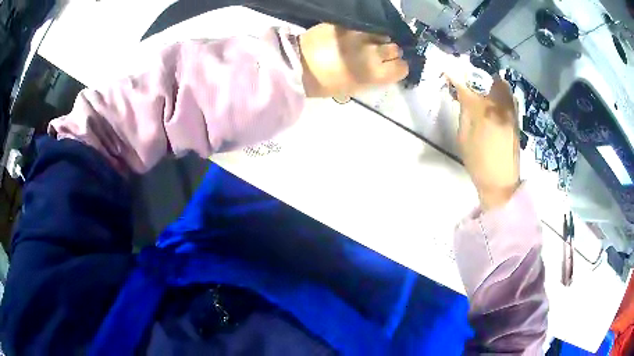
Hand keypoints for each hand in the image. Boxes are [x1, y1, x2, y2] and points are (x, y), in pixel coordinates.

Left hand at [299, 23, 408, 96]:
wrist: (296, 65)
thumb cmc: (324, 84)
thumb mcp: (353, 88)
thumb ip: (373, 78)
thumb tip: (383, 70)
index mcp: (374, 74)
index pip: (402, 67)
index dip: (398, 67)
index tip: (392, 66)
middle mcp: (373, 53)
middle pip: (395, 48)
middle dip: (389, 52)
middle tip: (377, 54)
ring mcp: (360, 36)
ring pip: (382, 34)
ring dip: (378, 39)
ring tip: (366, 42)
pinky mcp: (347, 25)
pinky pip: (364, 26)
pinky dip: (363, 31)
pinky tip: (354, 35)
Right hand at [445, 73, 520, 210]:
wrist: (503, 182)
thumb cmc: (479, 162)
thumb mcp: (464, 135)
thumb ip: (464, 106)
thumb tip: (458, 84)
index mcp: (486, 110)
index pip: (467, 81)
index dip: (455, 71)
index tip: (445, 65)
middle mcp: (502, 104)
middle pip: (485, 75)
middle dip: (470, 70)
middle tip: (458, 73)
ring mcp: (511, 107)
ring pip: (495, 80)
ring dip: (482, 77)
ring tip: (471, 83)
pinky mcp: (516, 112)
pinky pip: (503, 90)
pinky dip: (492, 85)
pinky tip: (485, 93)